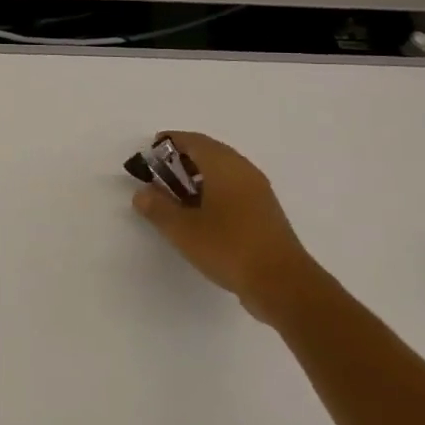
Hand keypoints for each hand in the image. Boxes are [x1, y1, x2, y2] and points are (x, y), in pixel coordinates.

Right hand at [129, 132, 319, 322]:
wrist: (283, 283)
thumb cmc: (228, 247)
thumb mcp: (183, 230)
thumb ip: (158, 208)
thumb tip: (142, 193)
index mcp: (224, 165)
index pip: (193, 141)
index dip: (169, 142)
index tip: (150, 153)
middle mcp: (244, 170)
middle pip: (210, 152)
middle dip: (182, 160)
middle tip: (160, 176)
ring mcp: (258, 191)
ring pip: (223, 172)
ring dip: (198, 177)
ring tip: (176, 198)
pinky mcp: (265, 212)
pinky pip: (234, 189)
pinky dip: (214, 192)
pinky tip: (201, 215)